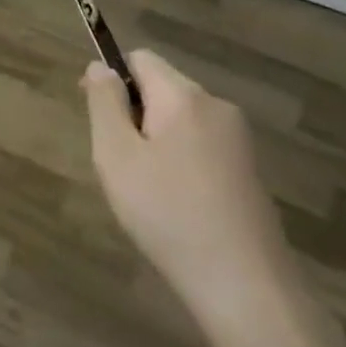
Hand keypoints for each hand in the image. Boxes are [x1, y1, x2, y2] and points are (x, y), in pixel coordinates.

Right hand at [81, 49, 296, 345]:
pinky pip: (202, 146)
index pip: (140, 58)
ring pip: (181, 119)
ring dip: (156, 140)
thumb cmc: (168, 214)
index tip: (96, 116)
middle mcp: (216, 106)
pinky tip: (176, 205)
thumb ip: (104, 103)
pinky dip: (181, 162)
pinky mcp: (249, 171)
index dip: (111, 78)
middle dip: (134, 114)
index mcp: (183, 96)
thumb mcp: (117, 156)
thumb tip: (99, 66)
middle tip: (120, 163)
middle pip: (162, 88)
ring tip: (146, 190)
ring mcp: (239, 140)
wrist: (246, 288)